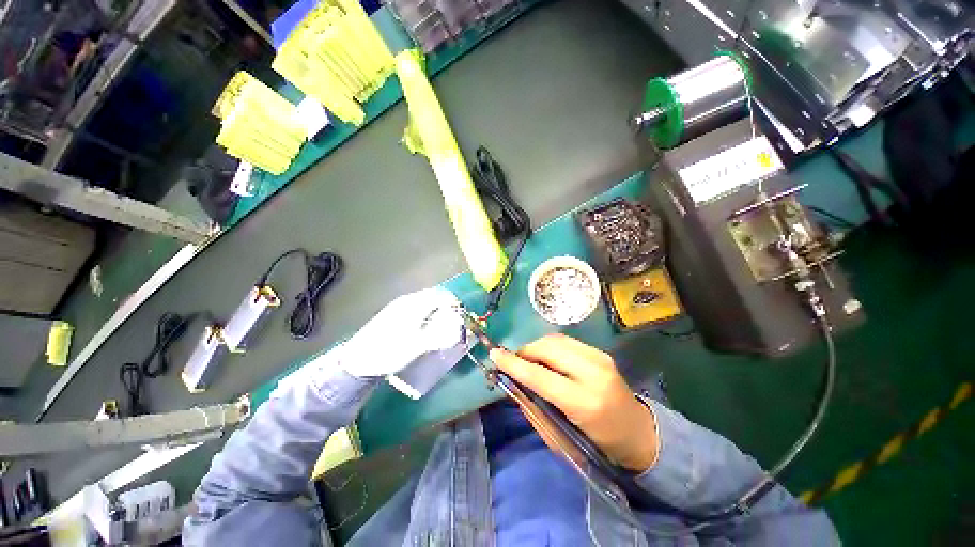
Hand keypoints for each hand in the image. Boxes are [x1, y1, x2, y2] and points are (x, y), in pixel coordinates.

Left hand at [340, 287, 464, 377]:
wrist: (357, 360)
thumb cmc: (388, 352)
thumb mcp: (416, 347)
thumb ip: (439, 335)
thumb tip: (458, 328)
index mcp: (414, 304)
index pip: (441, 295)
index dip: (454, 304)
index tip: (461, 317)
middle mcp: (408, 300)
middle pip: (435, 296)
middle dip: (448, 307)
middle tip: (454, 322)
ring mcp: (400, 305)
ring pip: (427, 301)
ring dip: (438, 310)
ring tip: (442, 326)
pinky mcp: (395, 312)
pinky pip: (419, 306)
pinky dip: (428, 313)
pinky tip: (426, 327)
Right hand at [490, 334, 658, 471]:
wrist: (637, 432)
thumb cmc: (598, 445)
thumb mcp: (560, 439)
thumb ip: (534, 409)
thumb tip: (512, 385)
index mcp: (585, 403)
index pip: (540, 376)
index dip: (514, 364)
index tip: (495, 355)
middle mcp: (594, 373)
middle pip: (548, 349)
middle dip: (525, 351)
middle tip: (513, 362)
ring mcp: (600, 358)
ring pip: (555, 340)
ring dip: (536, 347)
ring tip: (528, 360)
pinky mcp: (600, 352)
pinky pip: (565, 341)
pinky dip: (549, 347)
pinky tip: (546, 359)